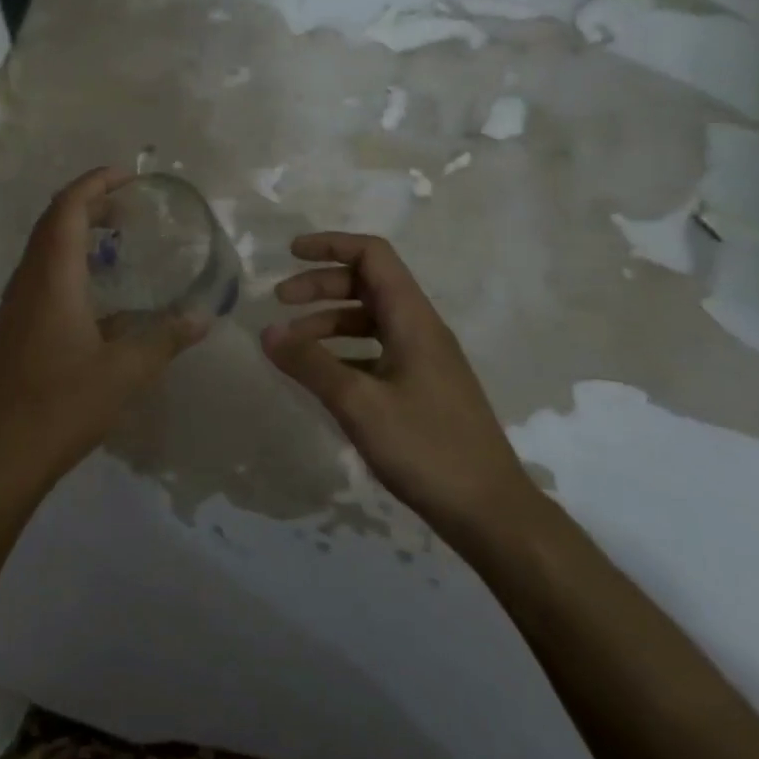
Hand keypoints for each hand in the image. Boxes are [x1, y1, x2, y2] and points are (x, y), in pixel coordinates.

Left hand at [0, 167, 204, 503]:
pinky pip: (38, 277)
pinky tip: (93, 295)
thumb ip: (164, 339)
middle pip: (51, 224)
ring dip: (75, 234)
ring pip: (42, 251)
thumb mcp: (124, 372)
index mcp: (51, 279)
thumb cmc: (62, 405)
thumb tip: (203, 317)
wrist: (0, 455)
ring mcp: (14, 306)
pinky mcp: (11, 329)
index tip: (125, 175)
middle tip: (126, 206)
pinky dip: (66, 264)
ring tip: (113, 240)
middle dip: (87, 205)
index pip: (67, 210)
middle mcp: (27, 283)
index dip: (93, 184)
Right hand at [260, 232, 534, 538]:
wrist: (491, 513)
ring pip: (369, 320)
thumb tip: (267, 330)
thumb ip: (310, 364)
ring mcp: (423, 360)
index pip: (373, 256)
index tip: (290, 253)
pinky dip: (343, 351)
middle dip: (320, 285)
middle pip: (367, 284)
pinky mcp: (421, 388)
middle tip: (280, 301)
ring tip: (291, 345)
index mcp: (413, 320)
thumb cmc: (427, 449)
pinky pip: (375, 351)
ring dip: (328, 321)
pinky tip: (321, 375)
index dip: (331, 245)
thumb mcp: (359, 404)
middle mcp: (420, 330)